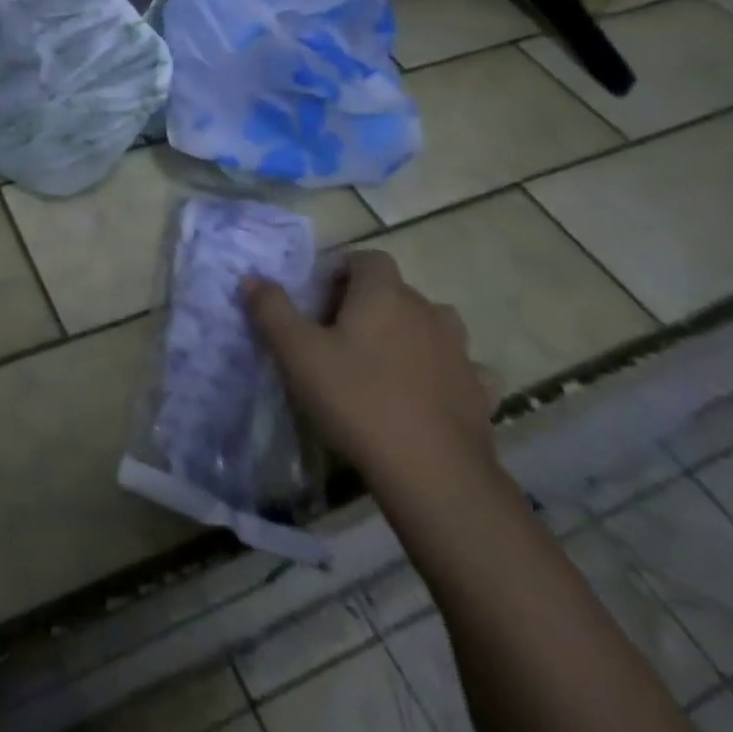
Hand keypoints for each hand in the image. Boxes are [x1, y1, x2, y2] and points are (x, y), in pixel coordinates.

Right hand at [241, 250, 497, 494]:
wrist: (432, 473)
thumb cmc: (356, 400)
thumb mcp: (297, 353)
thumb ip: (271, 309)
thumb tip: (253, 277)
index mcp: (383, 294)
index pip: (368, 258)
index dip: (342, 270)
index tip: (319, 299)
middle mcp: (427, 311)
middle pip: (396, 290)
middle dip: (368, 303)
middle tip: (337, 335)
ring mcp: (459, 352)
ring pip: (434, 324)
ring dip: (409, 332)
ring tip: (382, 360)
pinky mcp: (479, 391)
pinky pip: (462, 367)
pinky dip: (443, 371)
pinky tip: (425, 393)